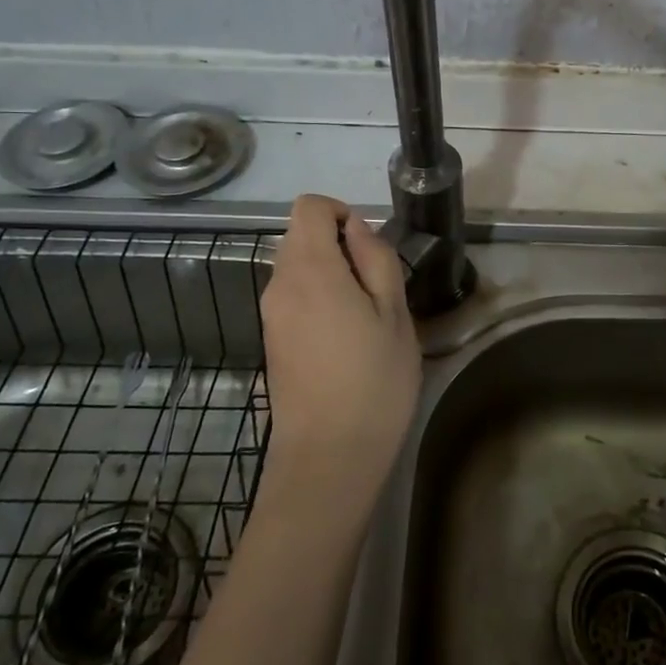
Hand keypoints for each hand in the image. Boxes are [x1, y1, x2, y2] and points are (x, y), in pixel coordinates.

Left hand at [259, 195, 420, 506]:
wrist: (328, 457)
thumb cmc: (373, 382)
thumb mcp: (395, 315)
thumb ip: (376, 259)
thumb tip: (356, 228)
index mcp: (311, 270)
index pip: (309, 207)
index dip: (340, 211)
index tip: (369, 245)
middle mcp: (280, 285)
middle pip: (300, 235)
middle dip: (338, 243)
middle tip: (377, 285)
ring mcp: (271, 315)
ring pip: (296, 267)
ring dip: (330, 272)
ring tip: (366, 314)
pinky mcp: (272, 340)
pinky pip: (293, 296)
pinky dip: (318, 297)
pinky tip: (346, 336)